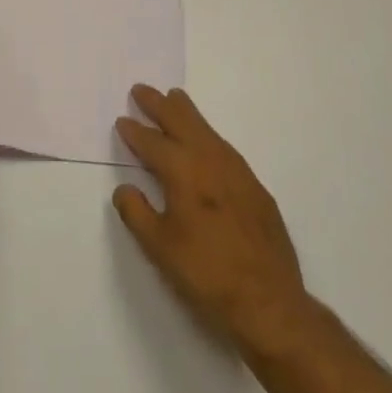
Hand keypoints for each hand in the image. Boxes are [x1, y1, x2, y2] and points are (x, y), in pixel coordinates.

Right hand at [113, 86, 312, 355]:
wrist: (269, 303)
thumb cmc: (206, 274)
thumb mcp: (159, 247)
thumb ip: (136, 212)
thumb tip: (125, 188)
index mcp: (183, 173)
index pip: (152, 143)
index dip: (134, 131)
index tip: (122, 121)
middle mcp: (210, 162)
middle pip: (182, 123)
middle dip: (160, 105)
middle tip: (142, 90)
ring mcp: (238, 173)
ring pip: (207, 131)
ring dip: (187, 113)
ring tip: (175, 98)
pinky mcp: (256, 189)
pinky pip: (225, 148)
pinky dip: (209, 135)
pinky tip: (207, 140)